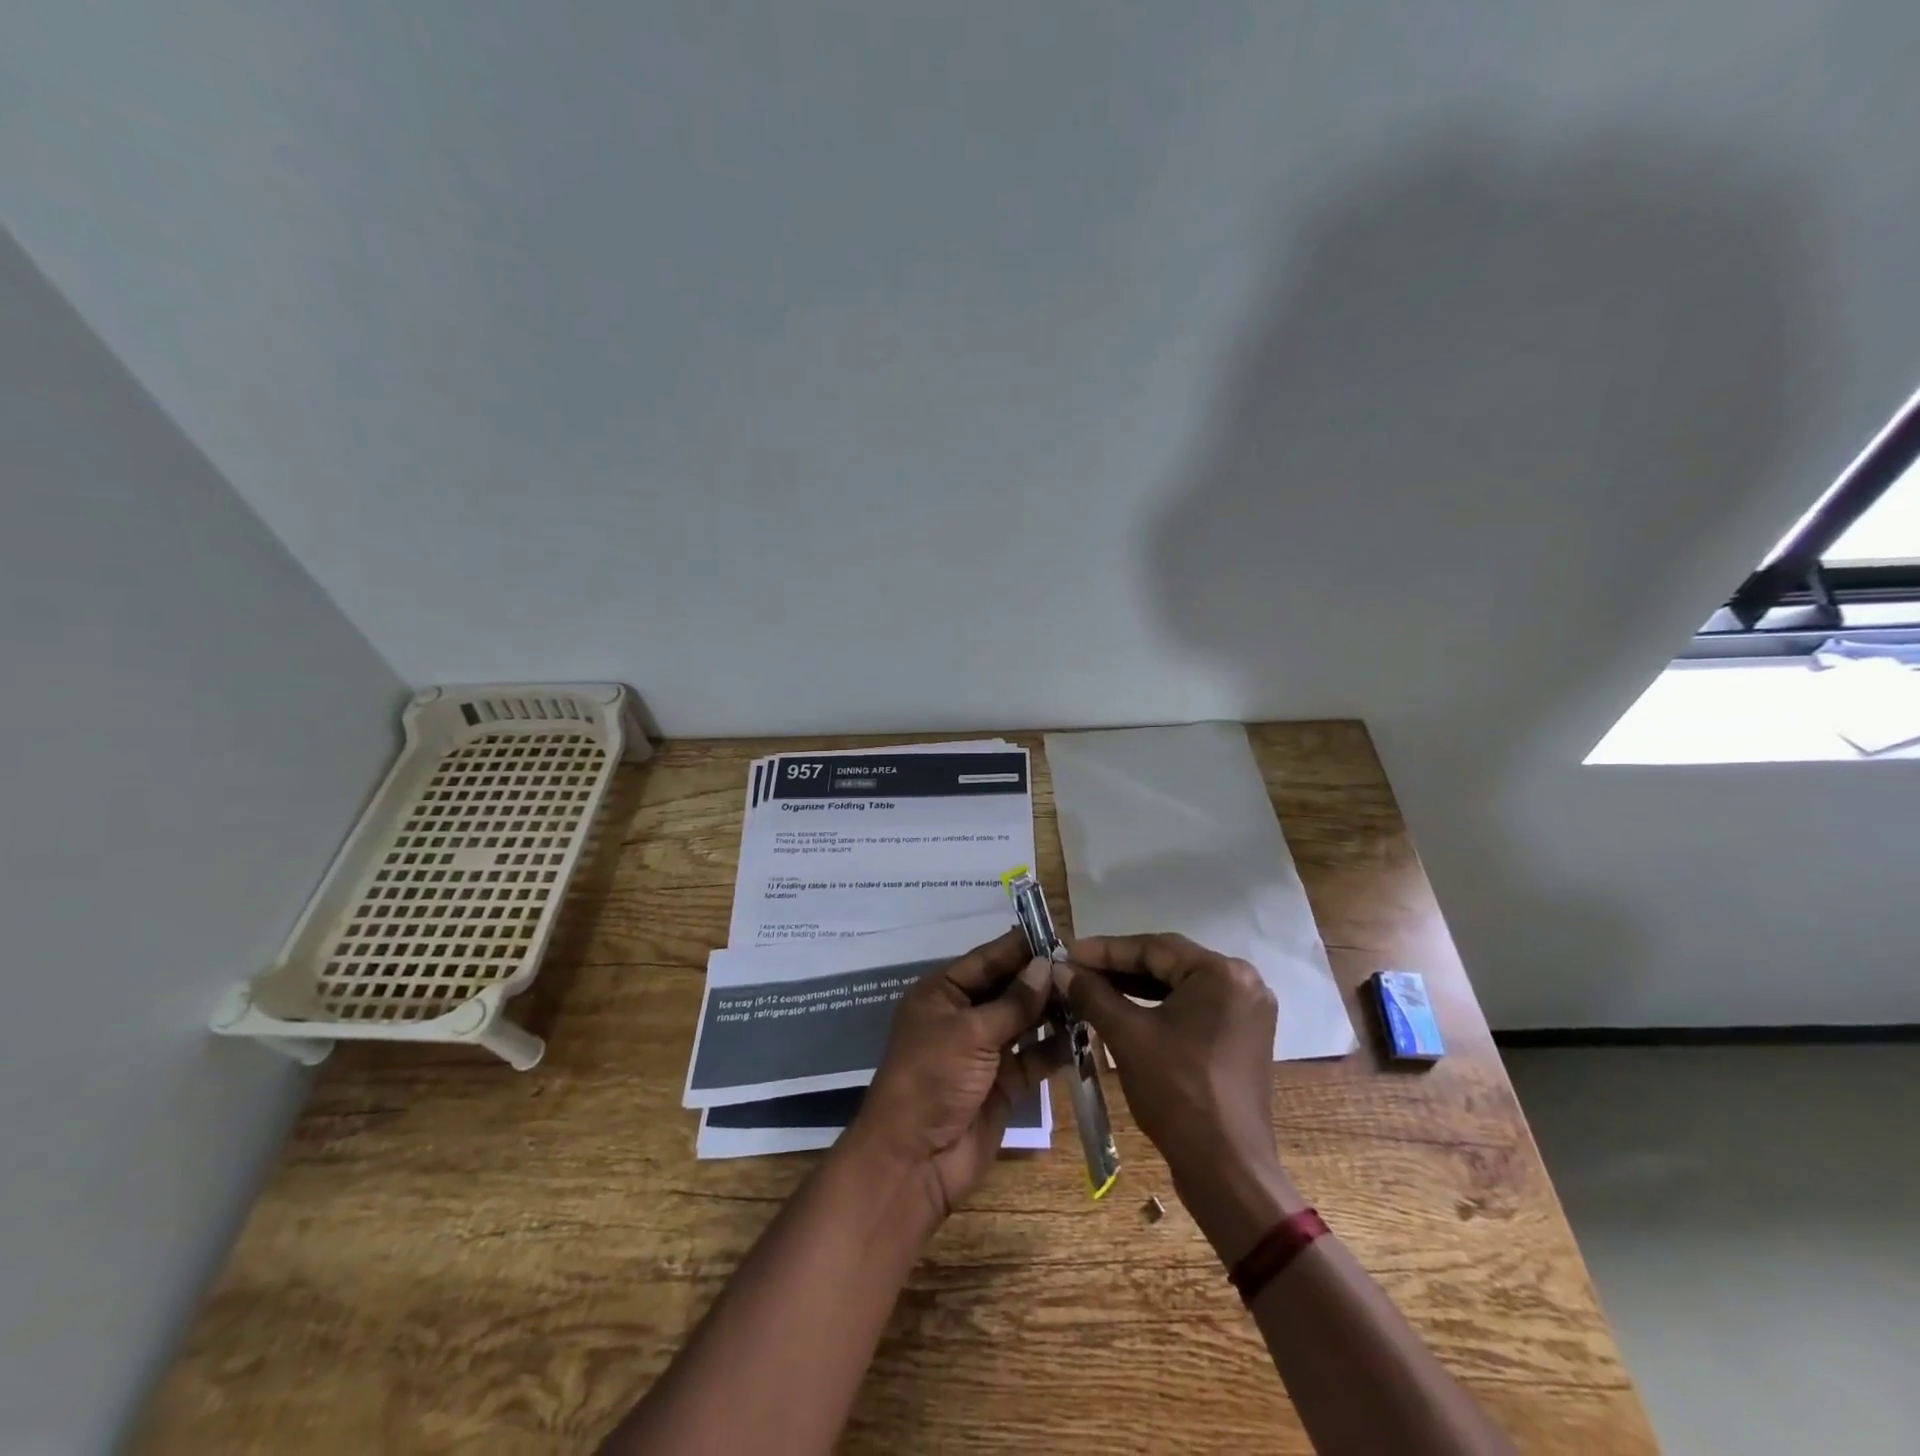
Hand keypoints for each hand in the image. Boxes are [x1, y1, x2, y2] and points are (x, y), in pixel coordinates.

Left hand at [847, 929, 1065, 1226]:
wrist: (914, 1161)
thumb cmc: (932, 1079)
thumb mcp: (970, 1033)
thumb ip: (1013, 1002)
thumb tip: (1046, 964)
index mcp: (942, 993)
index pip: (987, 959)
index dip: (1021, 947)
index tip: (1059, 933)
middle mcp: (962, 1016)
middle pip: (1008, 988)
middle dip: (1041, 977)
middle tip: (1085, 963)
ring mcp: (984, 1051)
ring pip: (1024, 1020)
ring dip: (1053, 1009)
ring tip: (1091, 992)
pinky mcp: (1003, 1083)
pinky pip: (1034, 1056)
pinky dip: (1057, 1046)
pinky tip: (1087, 1032)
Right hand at [1056, 934, 1305, 1264]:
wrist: (1226, 1171)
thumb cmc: (1178, 1094)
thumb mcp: (1128, 1037)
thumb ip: (1093, 994)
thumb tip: (1060, 967)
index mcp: (1223, 973)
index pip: (1154, 948)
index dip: (1105, 950)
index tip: (1067, 952)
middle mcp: (1242, 982)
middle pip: (1168, 963)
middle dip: (1118, 968)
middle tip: (1075, 969)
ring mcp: (1245, 1011)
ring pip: (1178, 986)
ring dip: (1134, 987)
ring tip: (1090, 987)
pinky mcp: (1240, 1036)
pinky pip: (1191, 1008)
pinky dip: (1156, 1007)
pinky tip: (1121, 1010)